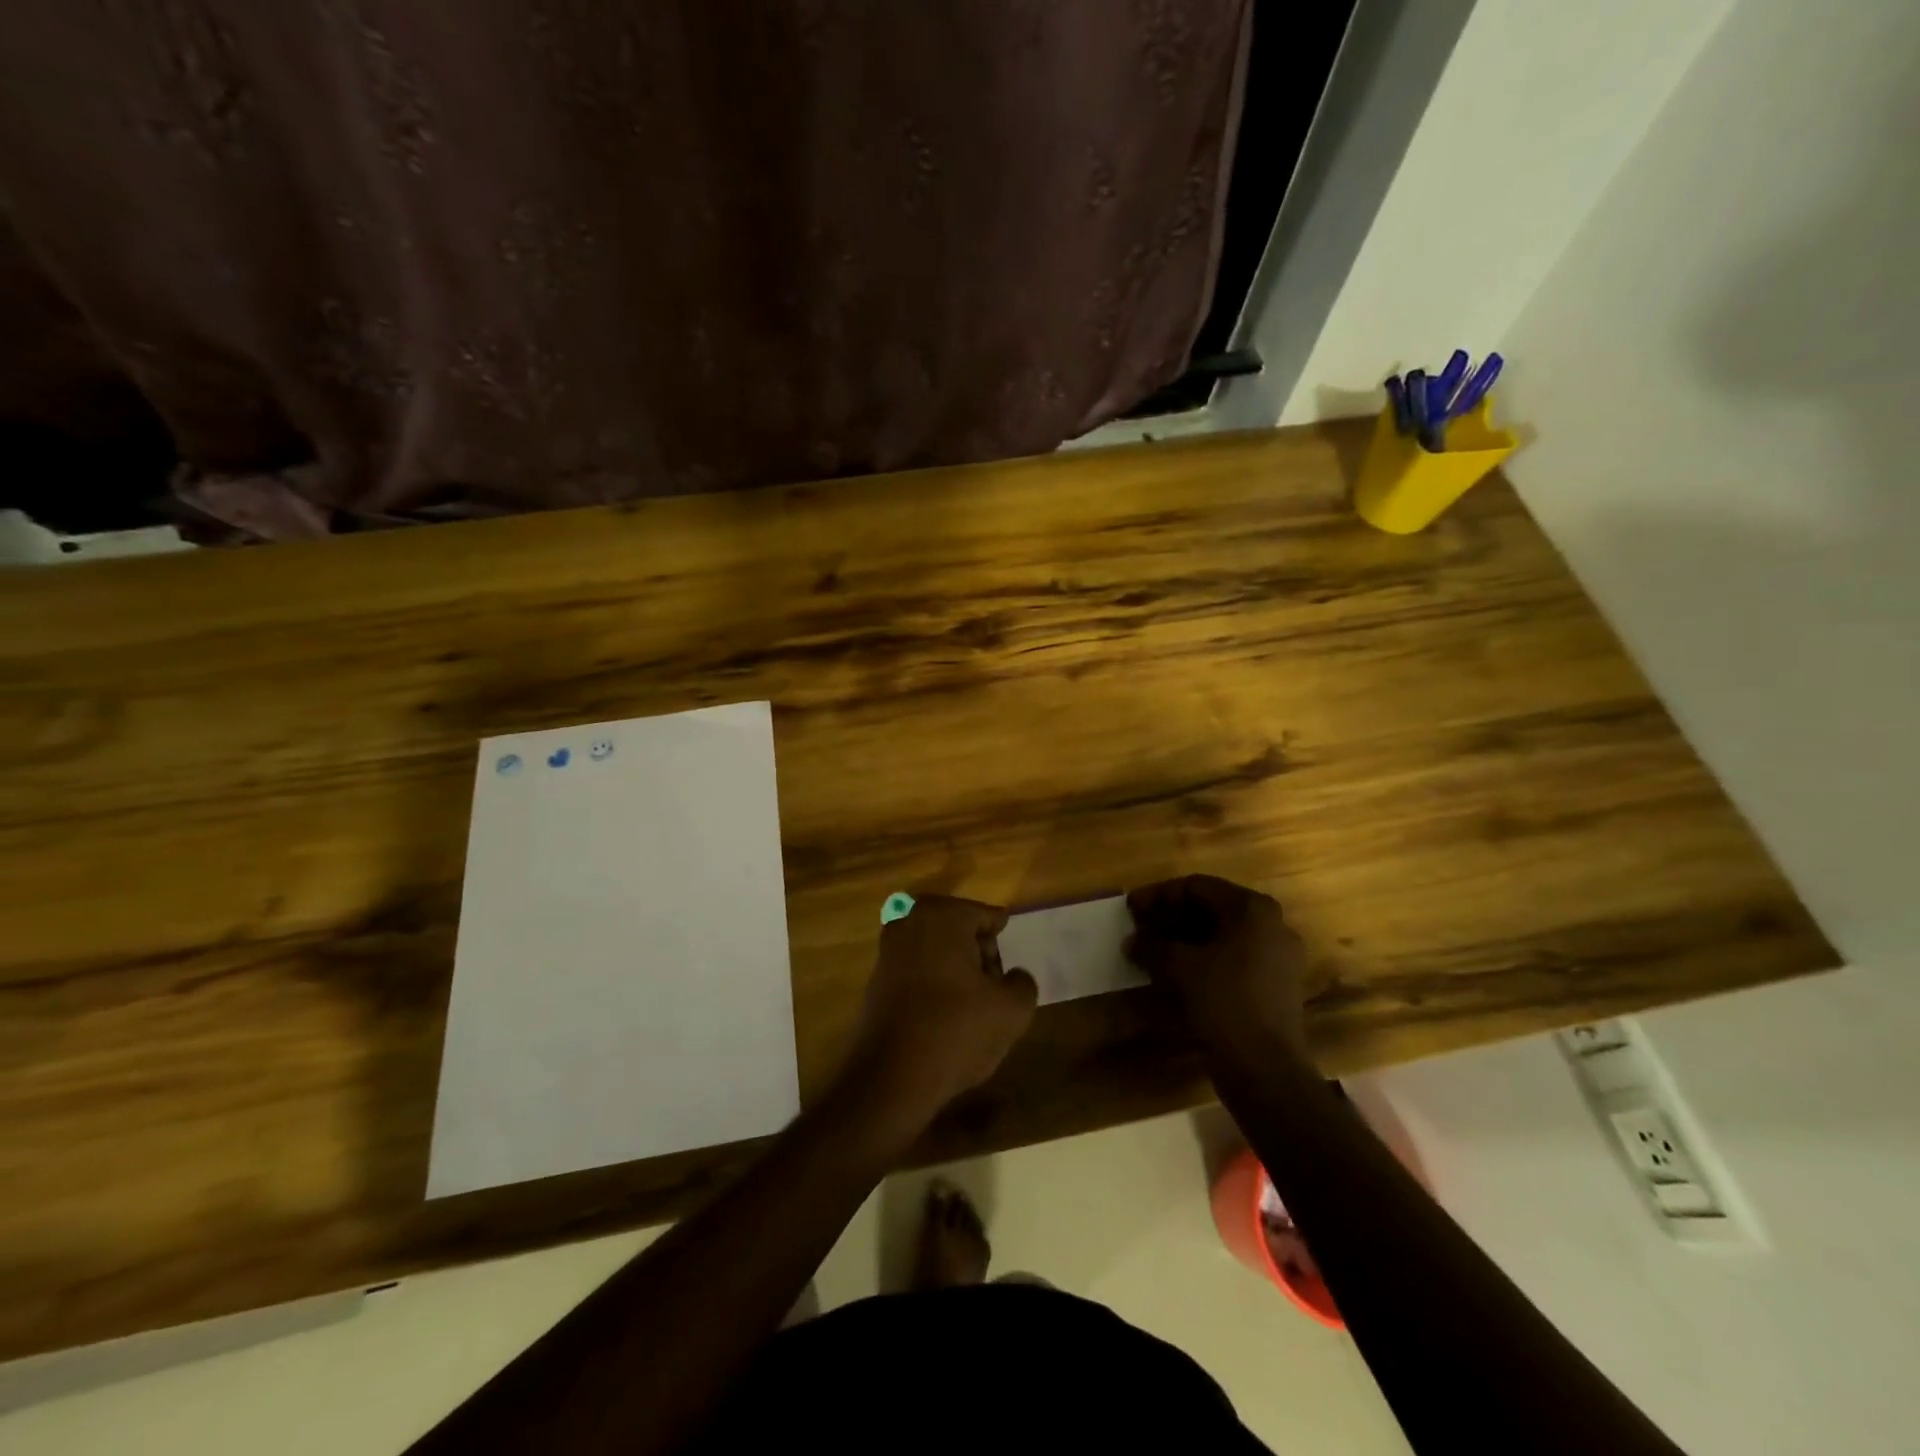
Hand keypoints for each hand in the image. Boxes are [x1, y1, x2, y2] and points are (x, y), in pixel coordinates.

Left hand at [842, 895, 1037, 1133]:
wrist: (890, 1076)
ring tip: (973, 1000)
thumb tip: (1014, 976)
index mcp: (944, 916)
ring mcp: (888, 950)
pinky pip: (915, 967)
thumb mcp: (1011, 1011)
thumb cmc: (956, 1031)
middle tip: (993, 979)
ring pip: (934, 945)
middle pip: (957, 926)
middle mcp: (911, 922)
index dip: (1001, 935)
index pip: (985, 915)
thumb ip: (1023, 983)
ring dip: (954, 964)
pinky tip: (946, 1011)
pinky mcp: (876, 978)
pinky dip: (933, 979)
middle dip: (976, 948)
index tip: (1009, 956)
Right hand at [1125, 875, 1310, 1057]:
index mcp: (1252, 909)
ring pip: (1221, 936)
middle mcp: (1271, 925)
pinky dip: (1202, 960)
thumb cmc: (1223, 1002)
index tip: (1130, 908)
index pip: (1197, 887)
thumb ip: (1152, 945)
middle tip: (1139, 928)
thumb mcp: (1178, 967)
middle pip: (1211, 909)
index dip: (1158, 895)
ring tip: (1151, 951)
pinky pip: (1232, 960)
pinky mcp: (1274, 986)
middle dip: (1171, 918)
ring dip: (1184, 940)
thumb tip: (1134, 941)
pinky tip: (1175, 974)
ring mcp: (1277, 957)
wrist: (1265, 1068)